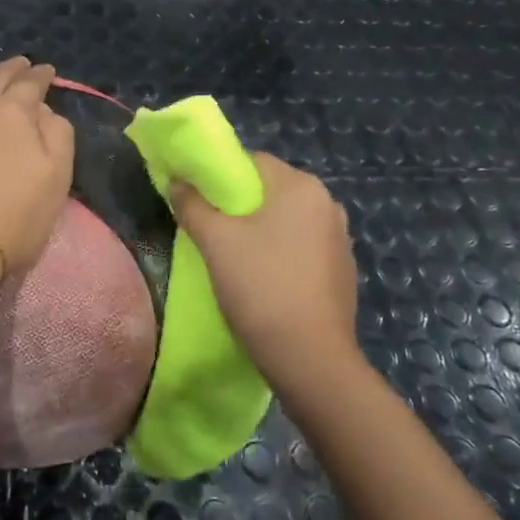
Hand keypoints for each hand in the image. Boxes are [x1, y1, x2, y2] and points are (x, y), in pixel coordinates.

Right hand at [169, 153, 358, 379]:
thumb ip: (192, 205)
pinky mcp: (342, 271)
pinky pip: (302, 248)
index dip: (219, 175)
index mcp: (301, 187)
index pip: (252, 161)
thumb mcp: (215, 242)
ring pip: (287, 221)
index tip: (197, 199)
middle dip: (238, 205)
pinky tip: (263, 280)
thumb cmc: (260, 286)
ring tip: (232, 258)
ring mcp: (340, 239)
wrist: (310, 358)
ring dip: (260, 231)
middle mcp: (328, 204)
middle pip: (270, 191)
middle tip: (209, 230)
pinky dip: (280, 254)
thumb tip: (177, 182)